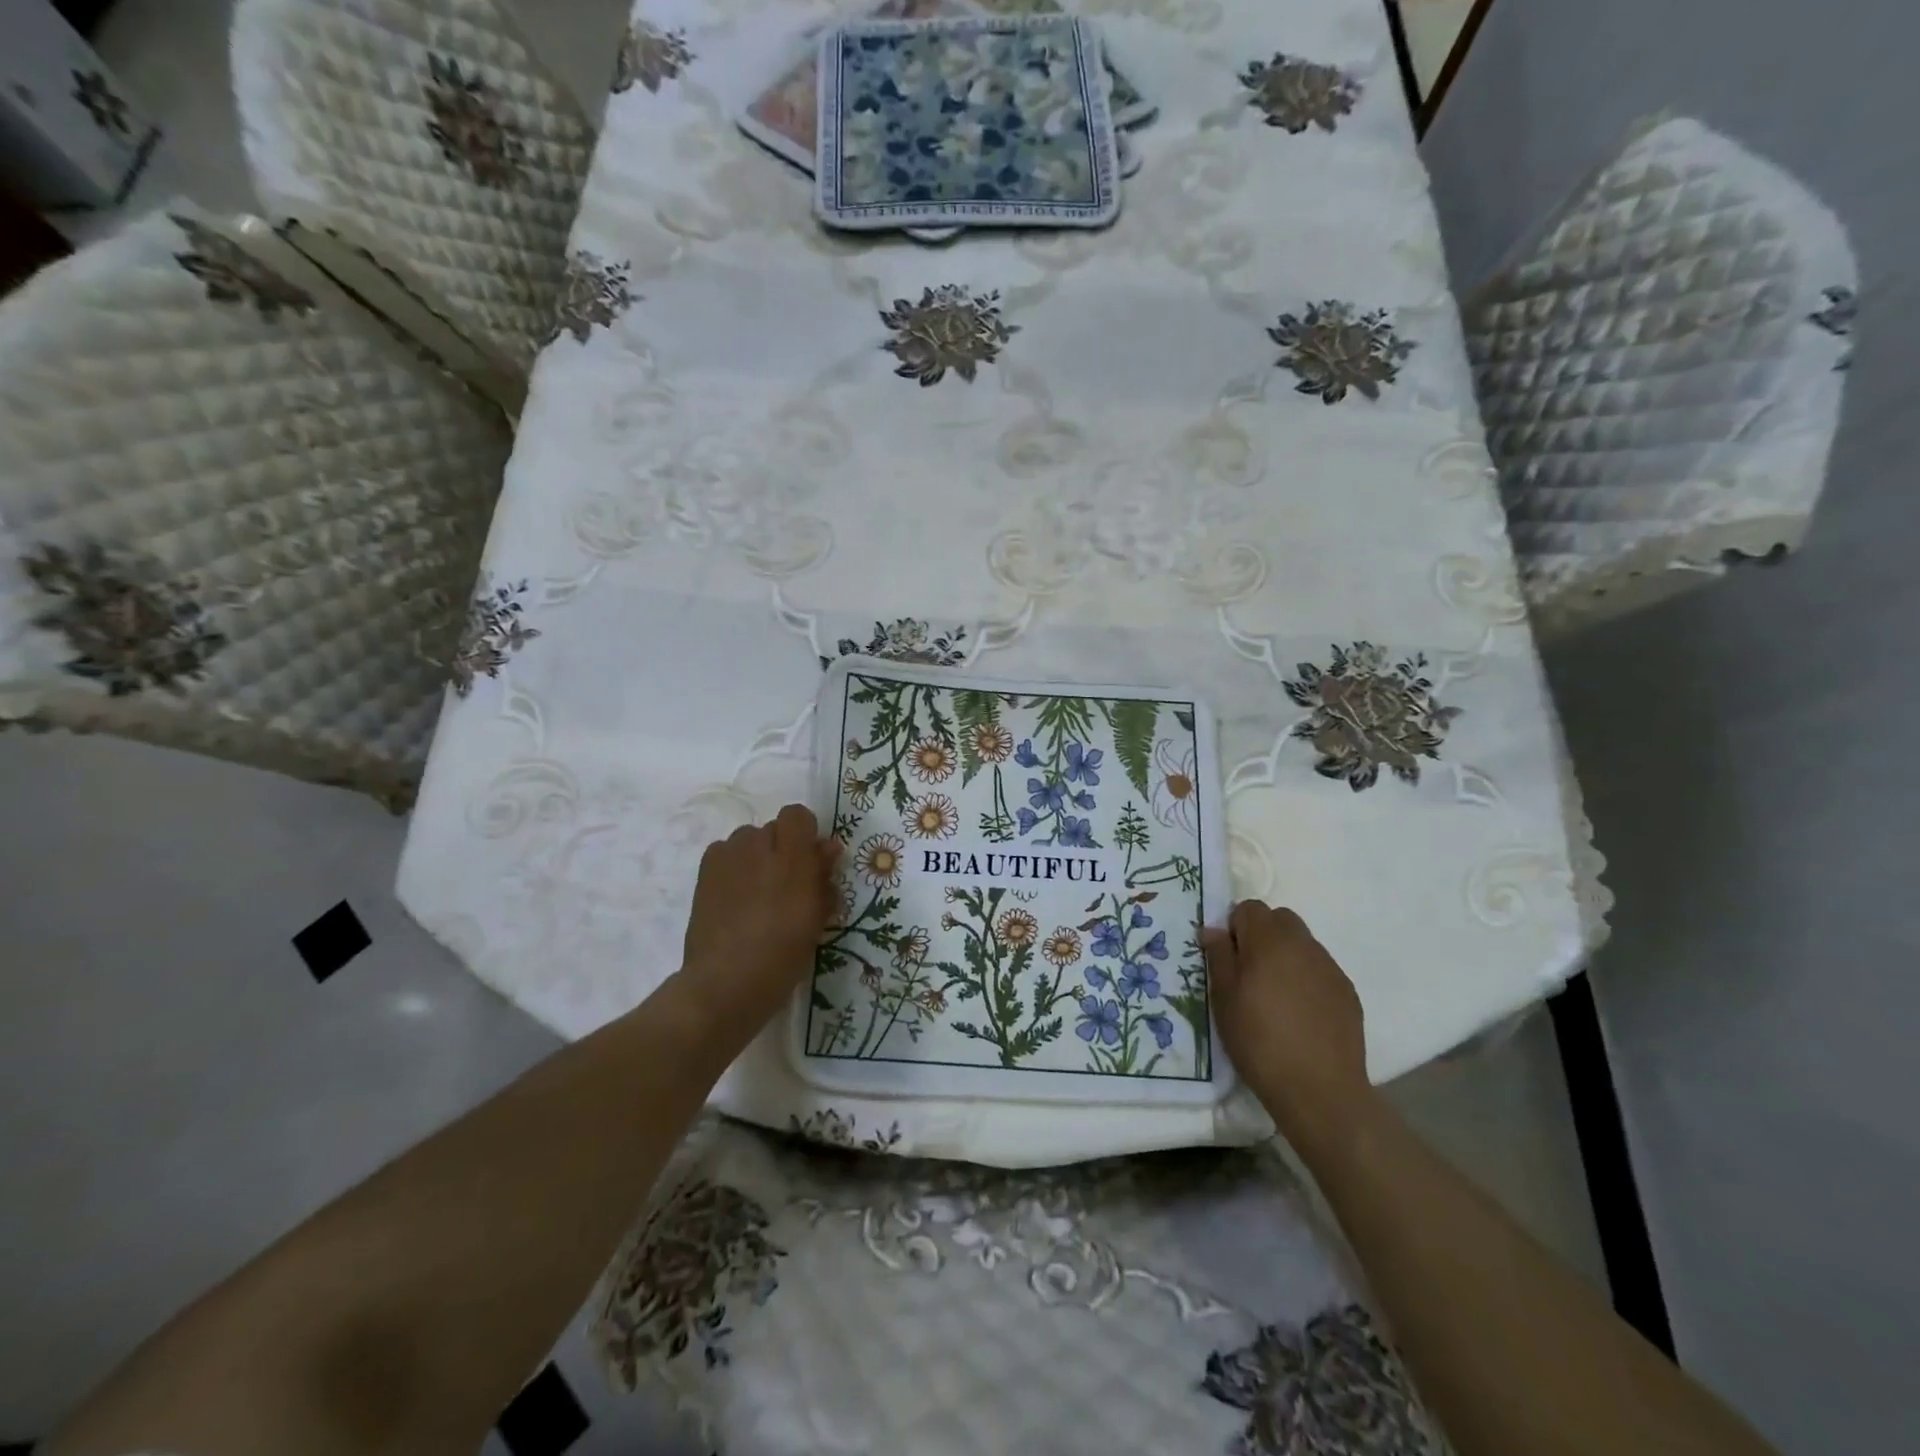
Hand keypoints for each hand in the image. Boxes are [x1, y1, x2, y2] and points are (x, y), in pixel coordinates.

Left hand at [676, 804, 839, 1041]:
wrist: (726, 981)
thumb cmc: (782, 954)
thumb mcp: (816, 917)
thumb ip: (823, 876)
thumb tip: (828, 848)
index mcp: (792, 856)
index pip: (798, 815)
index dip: (806, 834)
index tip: (812, 863)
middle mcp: (757, 846)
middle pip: (773, 828)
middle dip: (783, 848)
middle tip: (787, 884)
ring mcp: (726, 857)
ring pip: (747, 840)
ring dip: (757, 856)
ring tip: (758, 892)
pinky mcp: (704, 872)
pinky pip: (724, 854)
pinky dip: (733, 866)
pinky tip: (735, 896)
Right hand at [1203, 901, 1373, 1156]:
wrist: (1320, 1089)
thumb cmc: (1259, 1040)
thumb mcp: (1224, 999)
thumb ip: (1218, 956)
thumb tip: (1213, 930)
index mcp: (1269, 940)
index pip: (1249, 908)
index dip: (1235, 927)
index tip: (1229, 958)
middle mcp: (1303, 944)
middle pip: (1280, 919)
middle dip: (1262, 935)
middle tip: (1249, 972)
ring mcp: (1329, 967)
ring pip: (1302, 944)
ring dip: (1285, 956)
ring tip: (1275, 997)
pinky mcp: (1347, 992)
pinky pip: (1320, 969)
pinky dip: (1306, 979)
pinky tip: (1299, 1014)